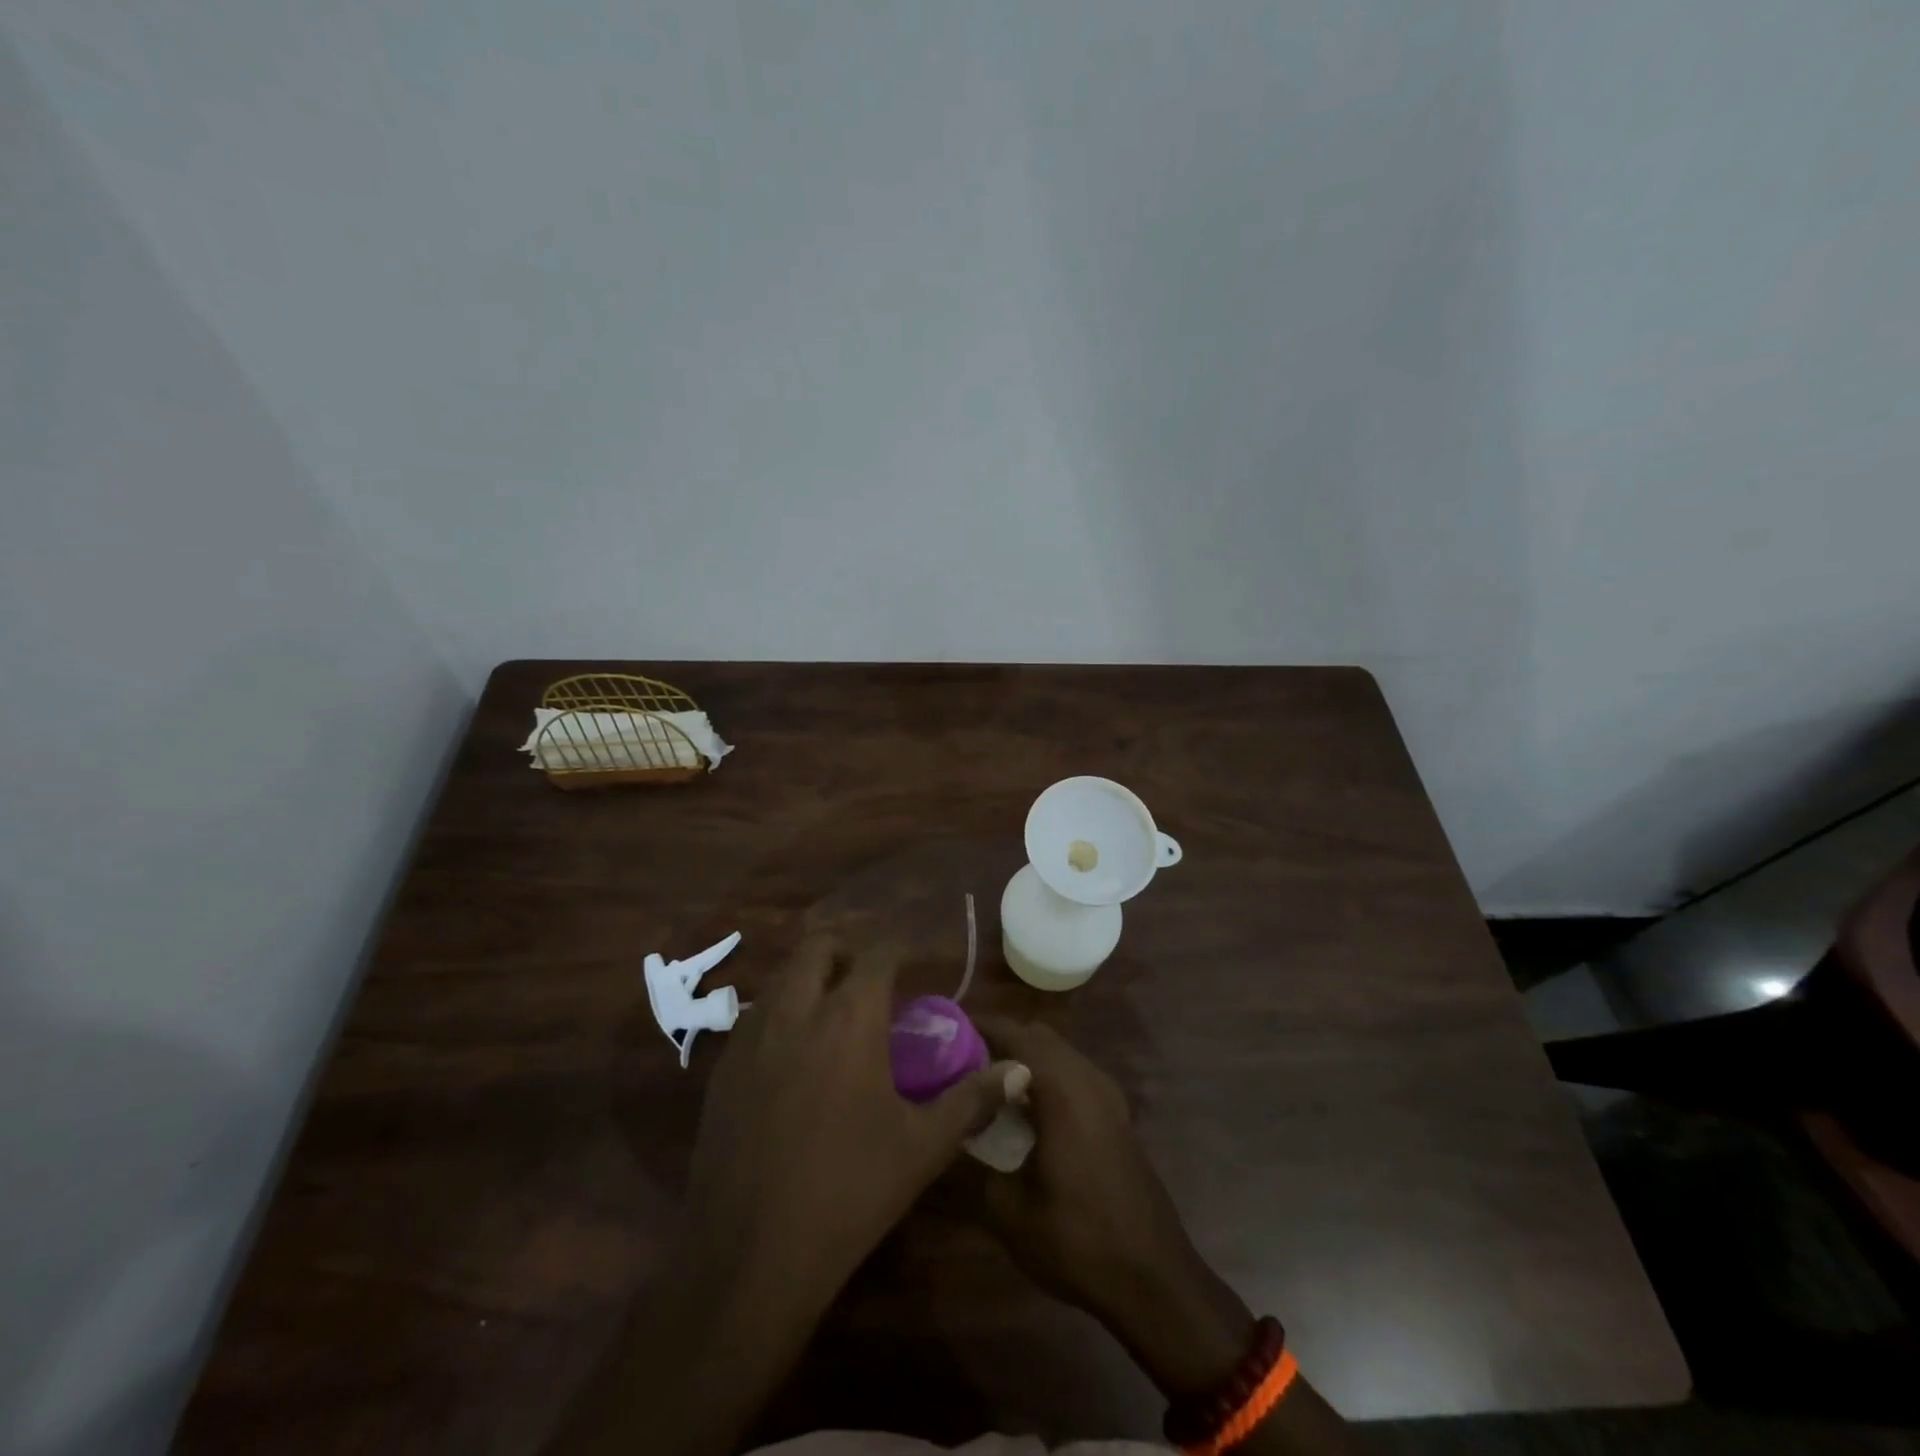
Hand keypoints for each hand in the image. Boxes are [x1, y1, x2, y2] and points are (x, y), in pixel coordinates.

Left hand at [681, 937, 1023, 1313]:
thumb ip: (972, 1098)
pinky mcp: (721, 1069)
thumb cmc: (849, 1191)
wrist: (749, 1255)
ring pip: (781, 979)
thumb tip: (1019, 1070)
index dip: (899, 951)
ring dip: (809, 980)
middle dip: (845, 952)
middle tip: (868, 983)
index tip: (915, 965)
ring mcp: (750, 1037)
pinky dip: (779, 1016)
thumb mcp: (923, 1146)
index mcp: (849, 1018)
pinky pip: (754, 1018)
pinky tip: (792, 1060)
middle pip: (817, 947)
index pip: (877, 955)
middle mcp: (796, 1010)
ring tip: (831, 1017)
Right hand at [970, 1017, 1254, 1397]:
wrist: (1155, 1280)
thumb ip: (965, 1169)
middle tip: (956, 1062)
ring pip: (1057, 1054)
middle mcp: (1088, 1078)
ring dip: (1022, 1058)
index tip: (941, 1034)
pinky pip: (1072, 1075)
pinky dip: (1044, 1076)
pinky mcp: (1115, 1115)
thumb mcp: (1009, 1212)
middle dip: (997, 1040)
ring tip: (982, 1085)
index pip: (1015, 1033)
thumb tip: (932, 1141)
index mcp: (1063, 1088)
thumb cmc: (1079, 1241)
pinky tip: (1021, 1113)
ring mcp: (1107, 1095)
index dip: (977, 1026)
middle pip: (1036, 1036)